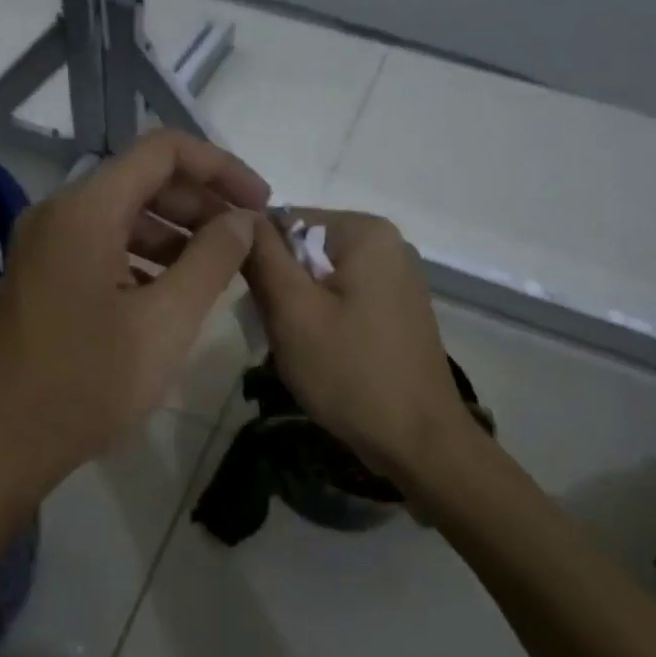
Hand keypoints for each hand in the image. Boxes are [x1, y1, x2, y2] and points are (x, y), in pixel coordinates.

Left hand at [0, 130, 268, 496]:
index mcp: (84, 210)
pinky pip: (99, 249)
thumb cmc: (87, 384)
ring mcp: (42, 248)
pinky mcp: (39, 280)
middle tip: (243, 242)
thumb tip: (241, 219)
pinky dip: (141, 260)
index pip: (162, 150)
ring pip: (120, 218)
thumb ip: (212, 260)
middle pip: (141, 182)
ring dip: (173, 235)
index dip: (220, 167)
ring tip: (216, 271)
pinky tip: (169, 296)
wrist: (1, 444)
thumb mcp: (166, 322)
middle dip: (199, 204)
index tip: (259, 203)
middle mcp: (57, 214)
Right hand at [243, 209, 474, 482]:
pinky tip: (322, 355)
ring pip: (320, 279)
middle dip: (281, 288)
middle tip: (278, 332)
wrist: (417, 440)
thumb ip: (262, 258)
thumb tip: (238, 216)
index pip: (285, 220)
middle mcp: (388, 243)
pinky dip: (322, 321)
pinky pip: (343, 300)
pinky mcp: (397, 310)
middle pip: (304, 250)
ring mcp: (397, 278)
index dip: (258, 258)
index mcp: (365, 231)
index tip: (253, 303)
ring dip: (298, 310)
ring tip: (298, 348)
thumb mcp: (292, 312)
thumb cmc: (350, 372)